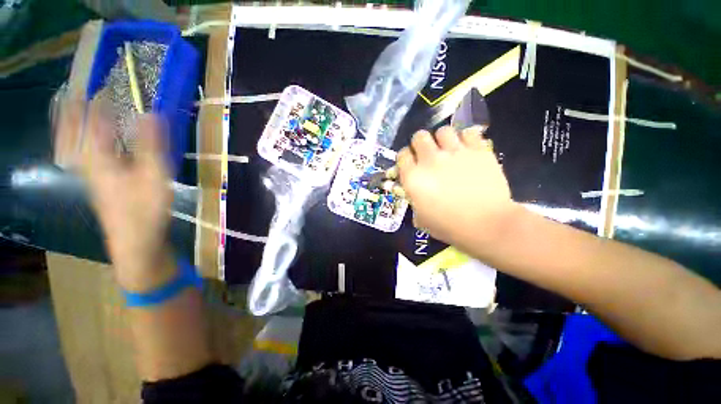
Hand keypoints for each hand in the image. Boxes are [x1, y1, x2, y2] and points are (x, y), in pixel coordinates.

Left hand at [60, 101, 174, 291]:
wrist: (136, 241)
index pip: (92, 121)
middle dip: (70, 112)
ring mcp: (90, 176)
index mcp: (99, 158)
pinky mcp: (98, 185)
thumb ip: (151, 144)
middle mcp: (88, 164)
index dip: (95, 102)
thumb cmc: (145, 208)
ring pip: (73, 146)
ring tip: (69, 110)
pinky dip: (79, 144)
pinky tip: (84, 143)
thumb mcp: (154, 175)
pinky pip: (82, 157)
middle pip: (72, 133)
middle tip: (71, 92)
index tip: (99, 84)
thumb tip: (151, 113)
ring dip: (70, 127)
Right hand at [397, 126, 515, 247]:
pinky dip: (466, 138)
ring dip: (442, 139)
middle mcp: (430, 160)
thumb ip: (414, 201)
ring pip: (443, 131)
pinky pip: (469, 132)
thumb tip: (416, 193)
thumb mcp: (421, 218)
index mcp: (414, 177)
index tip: (411, 163)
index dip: (406, 158)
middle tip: (428, 154)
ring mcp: (455, 153)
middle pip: (419, 137)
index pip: (402, 155)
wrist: (486, 224)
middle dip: (421, 144)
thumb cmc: (449, 226)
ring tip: (449, 149)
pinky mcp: (478, 150)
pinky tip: (468, 149)